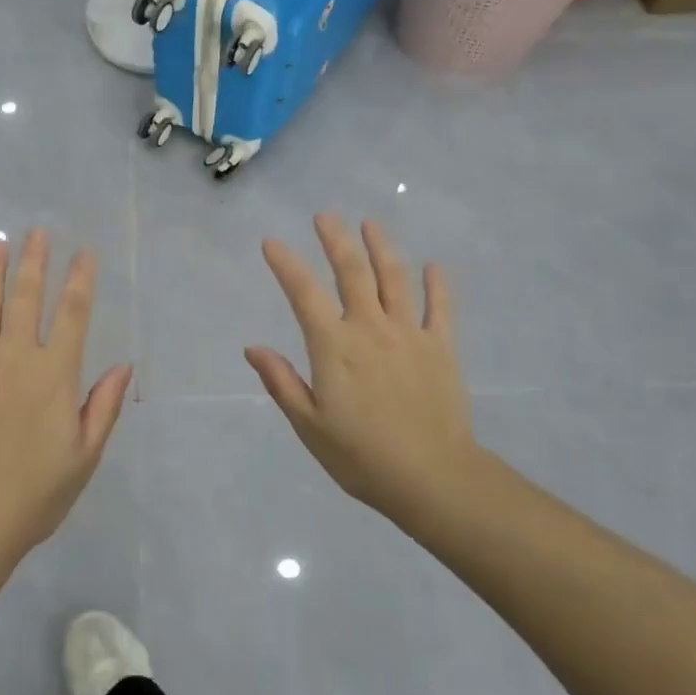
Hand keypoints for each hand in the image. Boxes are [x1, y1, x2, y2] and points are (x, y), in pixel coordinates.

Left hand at [0, 230, 132, 556]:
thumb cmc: (34, 496)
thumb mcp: (84, 457)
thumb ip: (103, 406)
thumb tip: (123, 366)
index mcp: (53, 375)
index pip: (72, 314)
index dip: (80, 279)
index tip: (84, 252)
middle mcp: (14, 357)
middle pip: (26, 298)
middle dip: (34, 261)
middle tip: (36, 231)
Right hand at [245, 215, 479, 523]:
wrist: (433, 479)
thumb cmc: (362, 457)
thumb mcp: (309, 425)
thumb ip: (282, 382)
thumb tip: (253, 347)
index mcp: (334, 347)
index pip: (304, 294)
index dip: (286, 264)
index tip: (272, 242)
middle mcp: (371, 329)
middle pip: (352, 272)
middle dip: (336, 240)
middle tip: (325, 216)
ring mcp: (410, 334)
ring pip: (395, 279)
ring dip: (381, 247)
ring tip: (370, 224)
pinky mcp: (442, 348)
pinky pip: (440, 308)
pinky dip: (437, 284)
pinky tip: (433, 266)